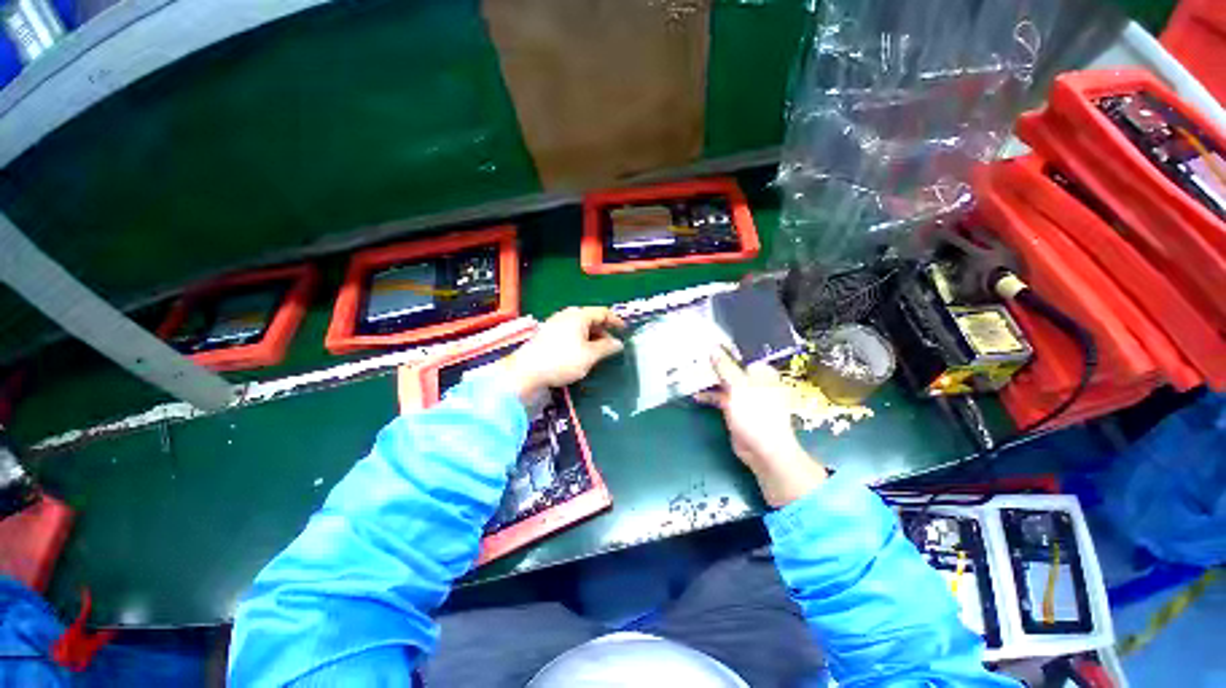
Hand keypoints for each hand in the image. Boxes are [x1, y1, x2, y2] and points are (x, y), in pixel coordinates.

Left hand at [502, 307, 626, 402]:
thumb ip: (606, 348)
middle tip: (611, 345)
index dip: (615, 321)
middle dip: (603, 331)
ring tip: (598, 351)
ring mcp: (555, 323)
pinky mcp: (547, 334)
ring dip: (592, 337)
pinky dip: (580, 340)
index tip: (624, 330)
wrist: (527, 371)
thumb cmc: (562, 360)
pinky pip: (570, 332)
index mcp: (579, 316)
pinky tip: (581, 353)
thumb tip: (618, 344)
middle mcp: (566, 315)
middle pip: (590, 318)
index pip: (602, 312)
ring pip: (579, 326)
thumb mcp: (590, 355)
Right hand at [695, 348, 826, 507]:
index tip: (706, 339)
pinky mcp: (735, 408)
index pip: (742, 353)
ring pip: (724, 382)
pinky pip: (720, 397)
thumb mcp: (739, 387)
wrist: (764, 450)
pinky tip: (696, 394)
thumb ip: (725, 367)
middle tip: (694, 353)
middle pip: (731, 367)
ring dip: (710, 379)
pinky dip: (709, 395)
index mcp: (761, 371)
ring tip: (691, 371)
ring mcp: (744, 395)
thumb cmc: (757, 414)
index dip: (725, 346)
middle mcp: (753, 380)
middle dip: (714, 363)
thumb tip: (713, 348)